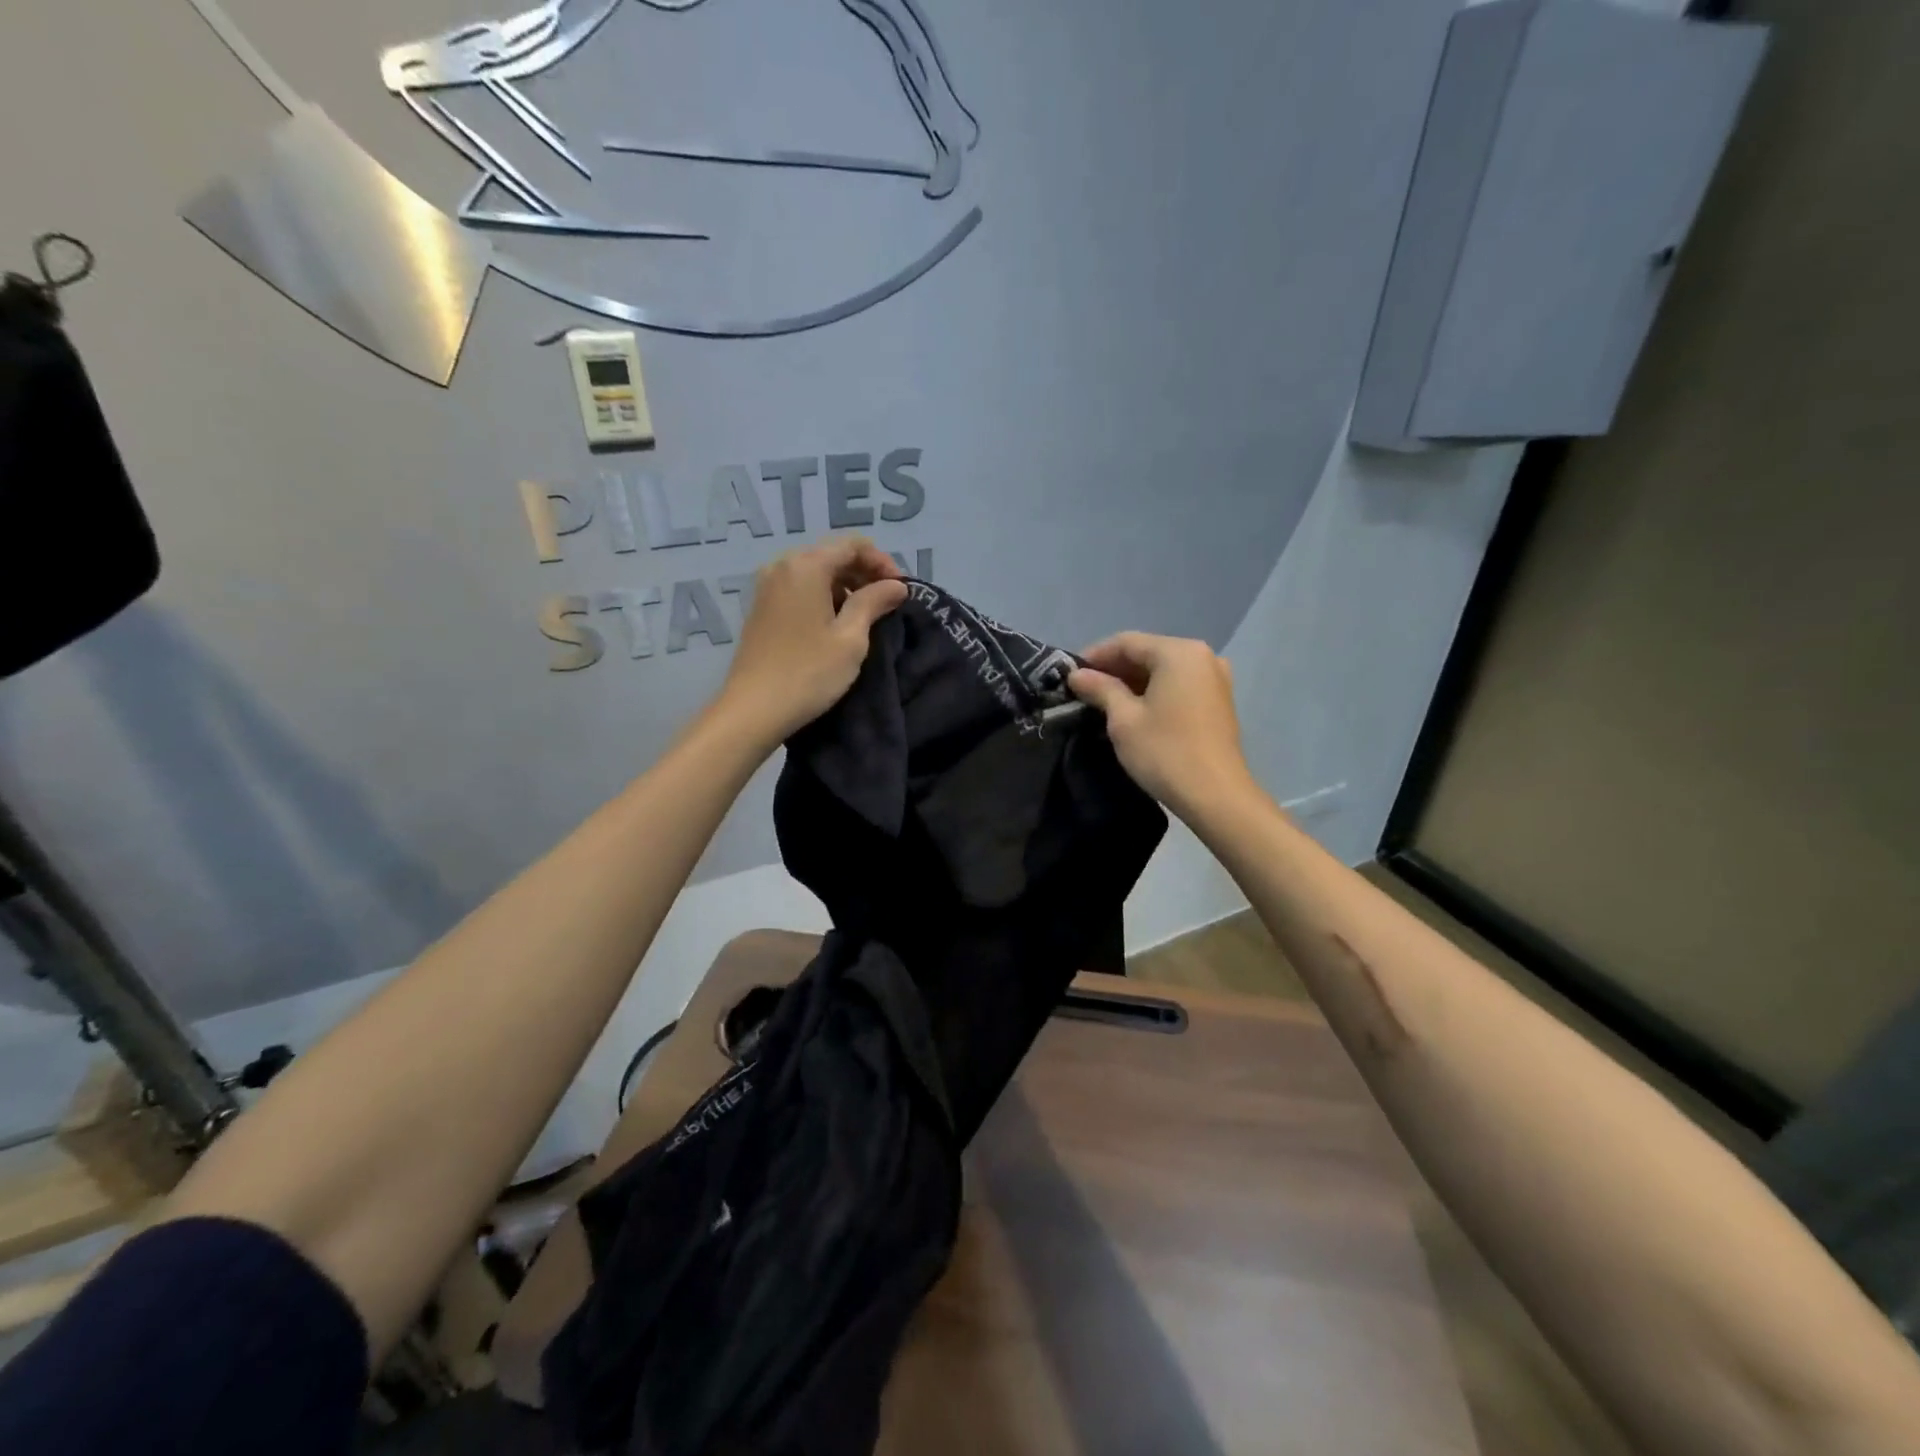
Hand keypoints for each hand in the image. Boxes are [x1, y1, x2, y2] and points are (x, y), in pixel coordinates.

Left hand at [713, 536, 906, 747]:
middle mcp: (782, 566)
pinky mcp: (761, 607)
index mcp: (806, 565)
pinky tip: (835, 624)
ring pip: (815, 572)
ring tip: (864, 617)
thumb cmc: (809, 672)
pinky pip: (799, 588)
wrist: (753, 709)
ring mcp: (767, 586)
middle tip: (887, 603)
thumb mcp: (851, 638)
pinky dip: (823, 597)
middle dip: (863, 573)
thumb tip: (896, 586)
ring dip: (844, 586)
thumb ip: (873, 602)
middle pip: (832, 554)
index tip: (900, 591)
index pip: (853, 544)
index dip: (882, 562)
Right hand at [1067, 632, 1257, 819]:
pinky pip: (1178, 685)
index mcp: (1178, 652)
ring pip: (1163, 670)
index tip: (1070, 675)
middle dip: (1114, 669)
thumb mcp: (1124, 719)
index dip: (1095, 656)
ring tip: (1103, 702)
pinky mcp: (1218, 701)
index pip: (1127, 642)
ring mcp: (1215, 678)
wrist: (1215, 796)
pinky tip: (1133, 710)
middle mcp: (1202, 656)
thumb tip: (1078, 675)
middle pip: (1148, 653)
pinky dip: (1154, 692)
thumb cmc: (1165, 752)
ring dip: (1133, 682)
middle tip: (1084, 690)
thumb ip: (1100, 689)